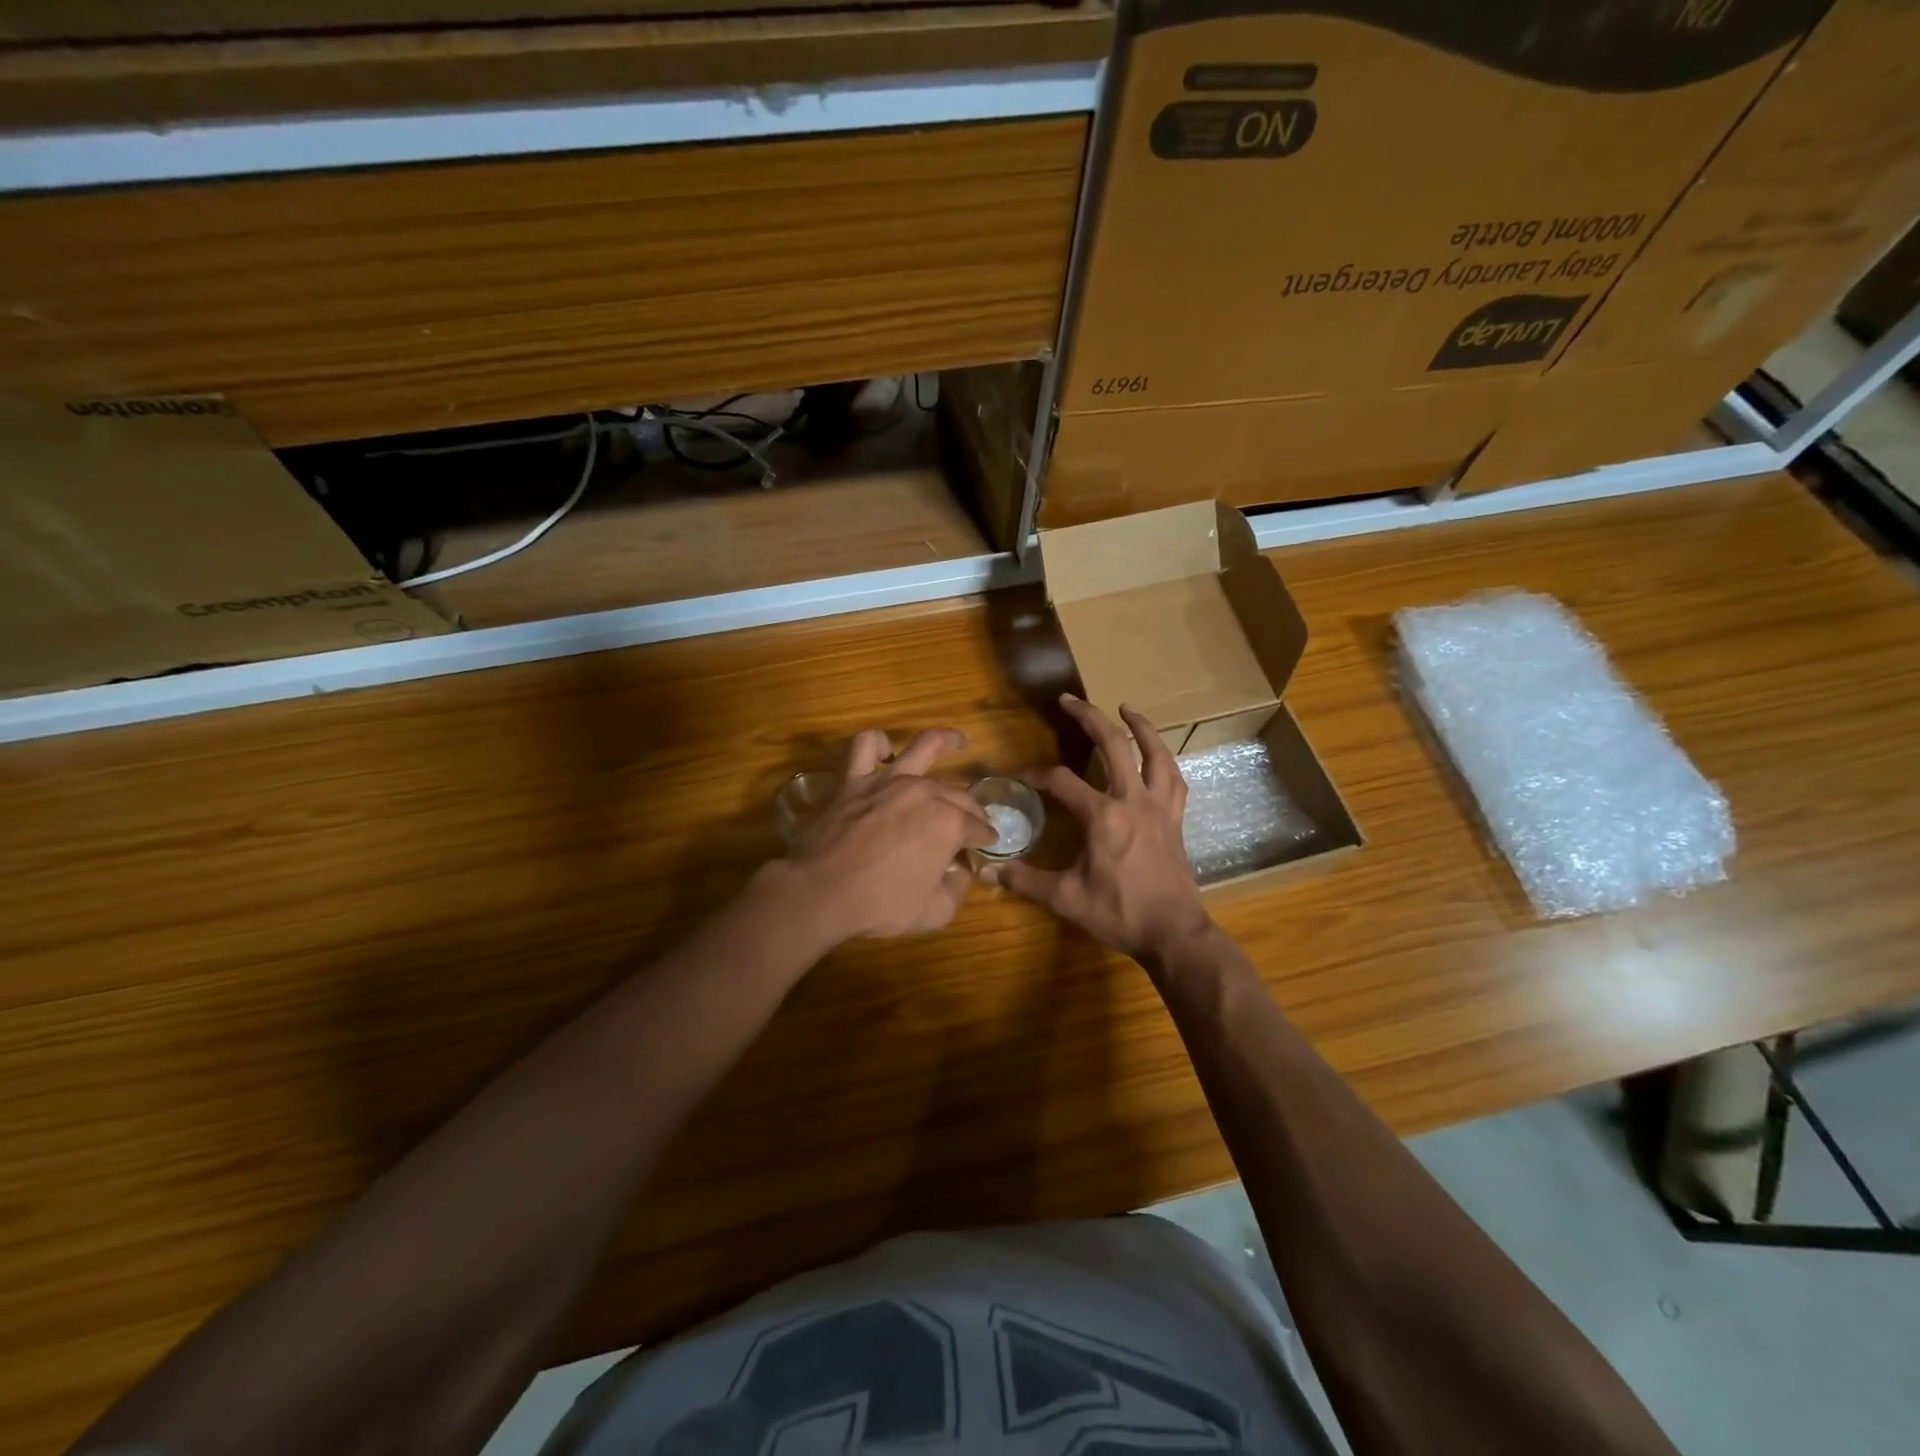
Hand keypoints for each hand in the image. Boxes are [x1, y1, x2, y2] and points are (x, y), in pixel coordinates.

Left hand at [787, 727, 995, 941]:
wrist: (821, 892)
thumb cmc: (880, 905)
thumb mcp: (934, 912)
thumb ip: (956, 889)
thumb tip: (960, 872)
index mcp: (949, 823)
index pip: (977, 828)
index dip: (984, 838)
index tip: (985, 846)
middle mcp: (925, 792)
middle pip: (958, 794)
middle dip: (972, 809)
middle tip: (973, 822)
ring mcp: (888, 781)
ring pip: (924, 747)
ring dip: (947, 741)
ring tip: (959, 741)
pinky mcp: (854, 780)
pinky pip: (865, 747)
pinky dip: (877, 744)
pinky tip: (885, 751)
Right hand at [988, 695, 1214, 964]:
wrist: (1174, 933)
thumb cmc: (1120, 914)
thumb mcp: (1066, 898)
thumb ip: (1025, 880)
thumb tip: (987, 872)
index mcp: (1103, 816)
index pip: (1061, 782)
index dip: (1036, 775)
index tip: (1020, 779)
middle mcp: (1132, 801)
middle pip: (1113, 746)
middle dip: (1089, 718)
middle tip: (1070, 700)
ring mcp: (1159, 807)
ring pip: (1155, 754)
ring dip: (1140, 727)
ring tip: (1126, 708)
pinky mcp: (1175, 819)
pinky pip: (1174, 780)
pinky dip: (1165, 761)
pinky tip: (1157, 755)